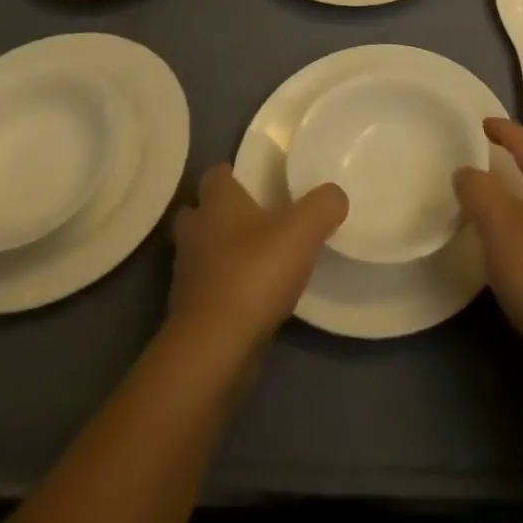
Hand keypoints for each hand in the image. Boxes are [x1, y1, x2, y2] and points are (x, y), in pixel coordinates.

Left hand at [169, 165, 346, 353]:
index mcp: (217, 203)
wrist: (215, 349)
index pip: (215, 174)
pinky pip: (206, 290)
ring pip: (200, 252)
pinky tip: (251, 297)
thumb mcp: (304, 229)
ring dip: (219, 253)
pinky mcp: (189, 315)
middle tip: (253, 218)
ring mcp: (187, 276)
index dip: (232, 173)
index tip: (256, 179)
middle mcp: (195, 233)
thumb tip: (334, 196)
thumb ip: (324, 205)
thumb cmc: (255, 273)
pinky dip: (223, 289)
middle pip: (198, 213)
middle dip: (218, 213)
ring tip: (256, 259)